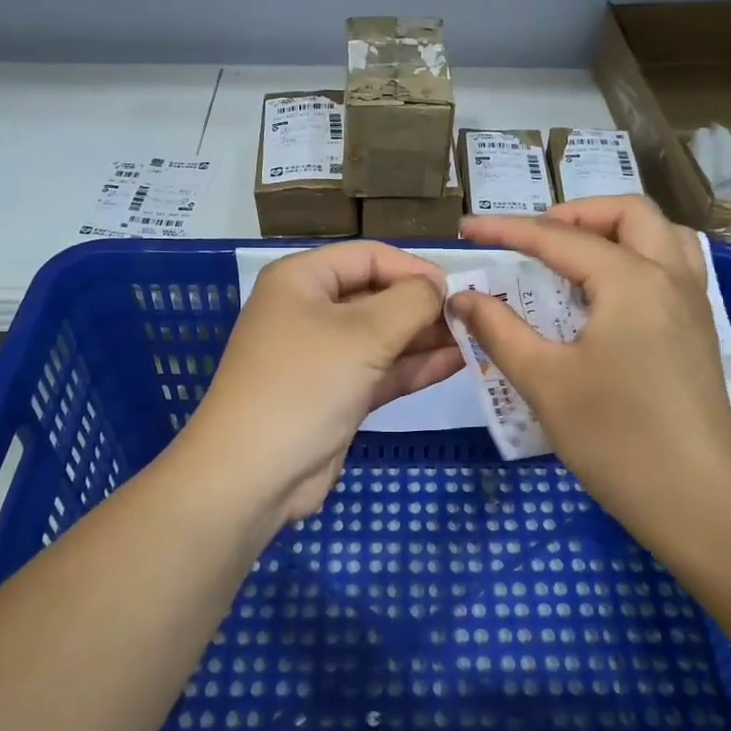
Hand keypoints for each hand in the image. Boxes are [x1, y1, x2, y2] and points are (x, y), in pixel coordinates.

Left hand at [184, 241, 462, 523]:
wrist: (253, 474)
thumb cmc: (305, 383)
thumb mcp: (364, 333)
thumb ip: (411, 301)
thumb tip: (439, 288)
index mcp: (302, 279)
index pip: (369, 256)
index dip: (414, 268)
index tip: (459, 289)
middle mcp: (310, 310)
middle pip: (378, 295)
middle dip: (424, 305)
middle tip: (476, 316)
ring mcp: (324, 355)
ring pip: (384, 336)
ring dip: (426, 337)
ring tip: (477, 338)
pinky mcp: (337, 394)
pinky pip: (382, 370)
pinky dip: (415, 366)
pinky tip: (457, 363)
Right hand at [452, 196, 730, 536]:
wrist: (698, 502)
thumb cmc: (616, 439)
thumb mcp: (545, 382)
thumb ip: (499, 330)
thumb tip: (463, 296)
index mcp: (631, 281)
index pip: (559, 238)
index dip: (507, 230)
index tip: (467, 230)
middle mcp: (670, 277)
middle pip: (628, 213)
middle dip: (575, 213)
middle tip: (533, 240)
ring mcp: (693, 303)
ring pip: (662, 233)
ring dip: (615, 229)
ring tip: (574, 257)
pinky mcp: (700, 330)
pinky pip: (674, 265)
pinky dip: (639, 256)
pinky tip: (609, 295)